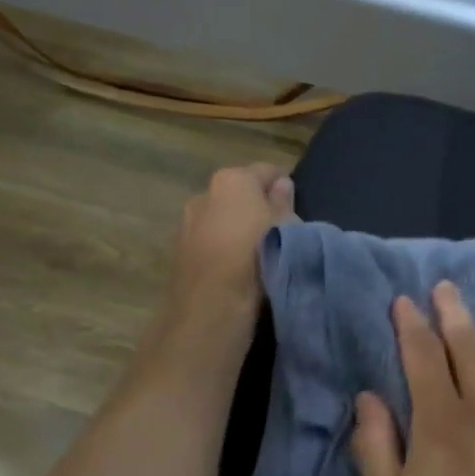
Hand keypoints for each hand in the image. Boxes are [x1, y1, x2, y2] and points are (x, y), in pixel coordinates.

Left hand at [162, 163, 294, 334]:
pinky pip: (208, 240)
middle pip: (239, 193)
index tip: (296, 203)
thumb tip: (282, 184)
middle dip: (256, 205)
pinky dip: (221, 247)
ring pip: (220, 217)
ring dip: (236, 228)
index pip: (266, 171)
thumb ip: (284, 202)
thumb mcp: (286, 227)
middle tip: (279, 229)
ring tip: (257, 252)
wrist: (211, 304)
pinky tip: (235, 268)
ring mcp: (187, 222)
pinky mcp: (178, 250)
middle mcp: (204, 193)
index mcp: (233, 179)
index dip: (284, 185)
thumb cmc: (258, 256)